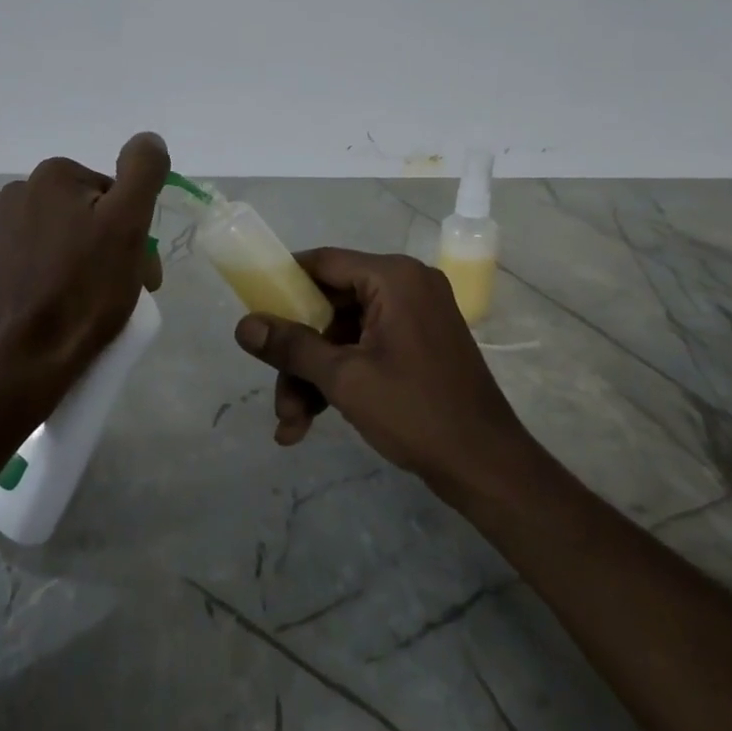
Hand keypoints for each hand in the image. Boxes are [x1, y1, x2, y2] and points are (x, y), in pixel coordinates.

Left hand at [0, 133, 167, 395]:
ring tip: (89, 303)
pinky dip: (47, 277)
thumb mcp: (128, 224)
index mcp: (53, 176)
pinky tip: (56, 307)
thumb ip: (143, 170)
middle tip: (121, 289)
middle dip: (107, 246)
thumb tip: (148, 138)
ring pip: (56, 239)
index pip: (111, 193)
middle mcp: (16, 193)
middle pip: (83, 215)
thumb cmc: (85, 290)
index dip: (133, 229)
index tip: (140, 268)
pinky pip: (28, 263)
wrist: (26, 359)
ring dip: (78, 261)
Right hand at [232, 248, 535, 487]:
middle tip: (276, 393)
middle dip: (298, 353)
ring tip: (291, 425)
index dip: (283, 283)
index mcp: (394, 278)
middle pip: (329, 306)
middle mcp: (406, 287)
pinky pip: (365, 348)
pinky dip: (339, 379)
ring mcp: (414, 317)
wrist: (488, 467)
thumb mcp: (344, 378)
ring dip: (313, 375)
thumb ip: (291, 347)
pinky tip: (311, 421)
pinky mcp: (418, 345)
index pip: (323, 262)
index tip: (253, 310)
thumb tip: (243, 326)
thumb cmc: (416, 412)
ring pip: (343, 334)